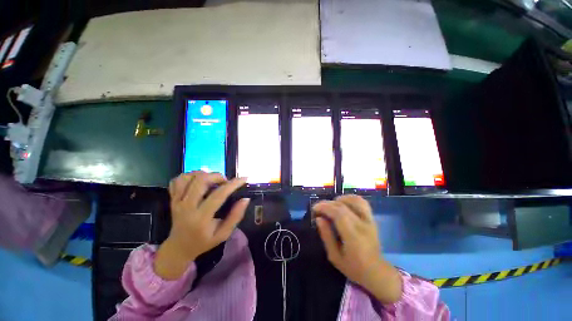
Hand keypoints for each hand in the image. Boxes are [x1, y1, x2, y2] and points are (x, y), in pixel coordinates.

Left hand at [154, 172, 249, 279]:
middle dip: (218, 176)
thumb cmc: (204, 241)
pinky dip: (189, 176)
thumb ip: (235, 216)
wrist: (179, 248)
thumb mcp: (224, 234)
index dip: (233, 184)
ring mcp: (177, 202)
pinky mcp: (172, 199)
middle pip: (201, 180)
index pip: (219, 195)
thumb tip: (245, 199)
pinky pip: (178, 180)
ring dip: (204, 174)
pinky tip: (197, 181)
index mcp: (201, 218)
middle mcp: (187, 207)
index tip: (244, 179)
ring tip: (212, 181)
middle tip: (225, 182)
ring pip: (188, 177)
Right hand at [313, 195, 401, 303]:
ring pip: (355, 200)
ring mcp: (370, 221)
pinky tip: (343, 203)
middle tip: (318, 207)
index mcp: (353, 237)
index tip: (314, 209)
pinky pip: (362, 203)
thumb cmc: (353, 268)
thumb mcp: (334, 256)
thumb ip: (326, 236)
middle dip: (328, 203)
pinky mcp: (372, 219)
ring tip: (331, 205)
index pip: (339, 214)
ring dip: (340, 199)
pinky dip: (350, 199)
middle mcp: (363, 225)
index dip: (325, 207)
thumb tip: (319, 219)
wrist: (377, 272)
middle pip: (344, 206)